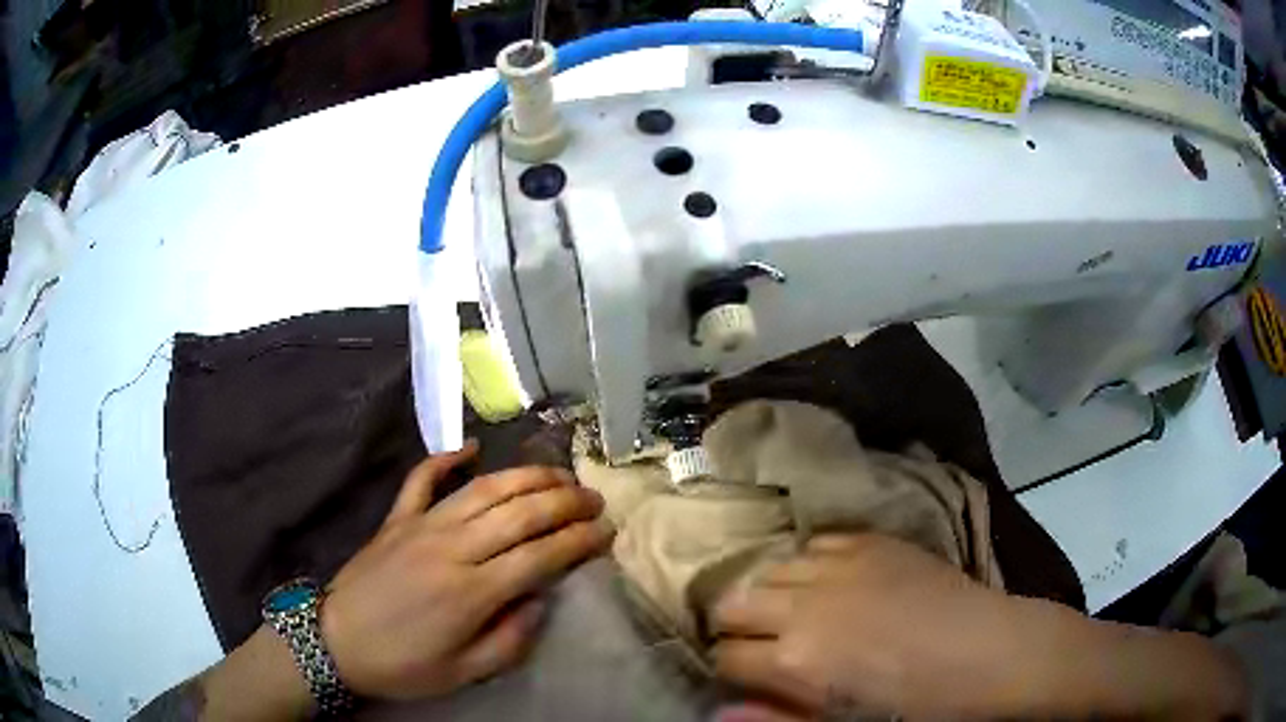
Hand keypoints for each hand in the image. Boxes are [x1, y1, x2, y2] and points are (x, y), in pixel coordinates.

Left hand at [320, 442, 612, 700]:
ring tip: (558, 474)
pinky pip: (423, 478)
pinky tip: (472, 448)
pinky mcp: (397, 518)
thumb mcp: (464, 672)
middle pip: (520, 512)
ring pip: (484, 488)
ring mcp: (422, 525)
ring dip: (526, 477)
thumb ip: (510, 640)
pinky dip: (447, 458)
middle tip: (594, 498)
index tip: (607, 532)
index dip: (579, 541)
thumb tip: (539, 600)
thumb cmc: (403, 665)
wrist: (336, 642)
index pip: (540, 555)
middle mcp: (453, 548)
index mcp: (472, 592)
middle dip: (565, 502)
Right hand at [711, 534, 1248, 720]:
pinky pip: (817, 542)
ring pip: (770, 566)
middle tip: (761, 644)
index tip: (743, 677)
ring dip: (770, 591)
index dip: (728, 671)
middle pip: (735, 602)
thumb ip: (779, 717)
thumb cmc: (921, 708)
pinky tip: (830, 582)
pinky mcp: (874, 540)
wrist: (995, 654)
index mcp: (801, 658)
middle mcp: (809, 603)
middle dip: (736, 626)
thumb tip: (720, 713)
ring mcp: (843, 564)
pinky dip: (810, 562)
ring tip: (792, 612)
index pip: (726, 657)